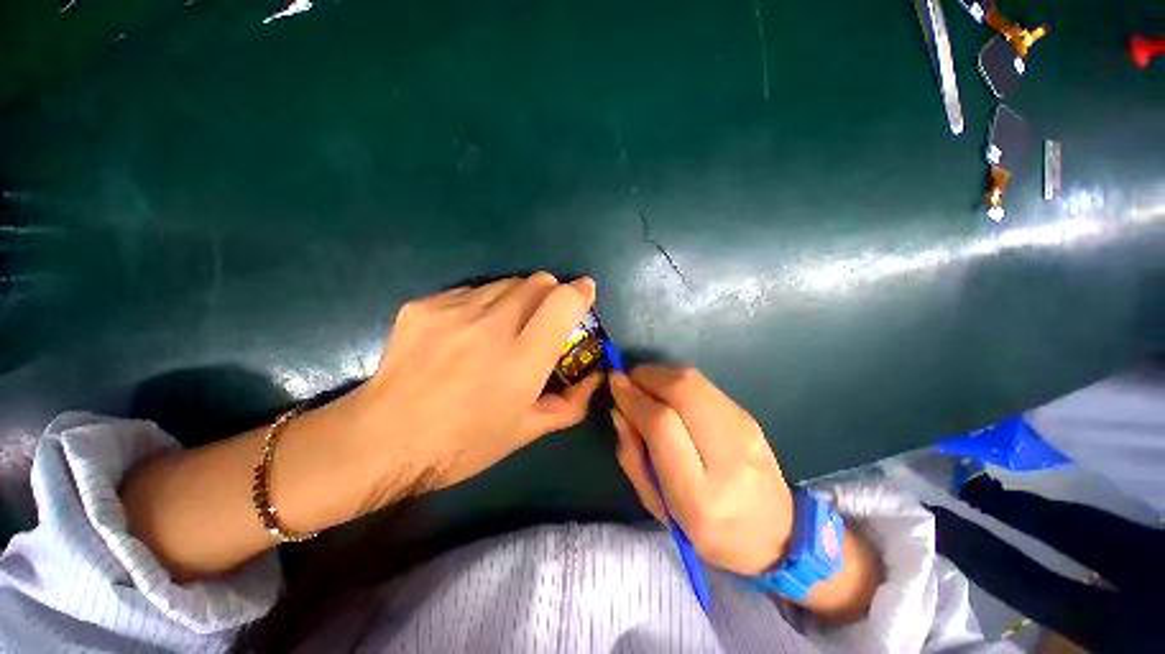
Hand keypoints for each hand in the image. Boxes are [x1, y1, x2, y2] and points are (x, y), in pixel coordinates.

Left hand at [346, 273, 602, 490]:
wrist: (381, 440)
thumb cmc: (462, 444)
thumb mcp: (526, 432)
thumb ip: (571, 403)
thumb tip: (596, 377)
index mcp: (522, 359)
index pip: (563, 301)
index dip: (580, 291)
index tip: (583, 293)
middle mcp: (492, 326)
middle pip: (537, 281)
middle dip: (550, 292)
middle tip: (542, 317)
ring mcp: (455, 310)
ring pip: (506, 282)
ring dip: (517, 297)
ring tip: (502, 327)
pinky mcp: (426, 304)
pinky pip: (472, 290)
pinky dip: (483, 303)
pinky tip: (466, 332)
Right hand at [609, 365, 793, 576]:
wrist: (777, 535)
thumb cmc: (707, 532)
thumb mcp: (657, 505)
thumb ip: (632, 456)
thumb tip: (619, 410)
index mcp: (699, 494)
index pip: (662, 425)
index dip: (634, 398)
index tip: (615, 384)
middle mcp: (728, 455)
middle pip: (682, 391)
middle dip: (646, 377)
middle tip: (627, 381)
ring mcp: (744, 430)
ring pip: (694, 381)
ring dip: (660, 374)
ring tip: (644, 386)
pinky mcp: (748, 416)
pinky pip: (704, 384)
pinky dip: (677, 380)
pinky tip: (668, 392)